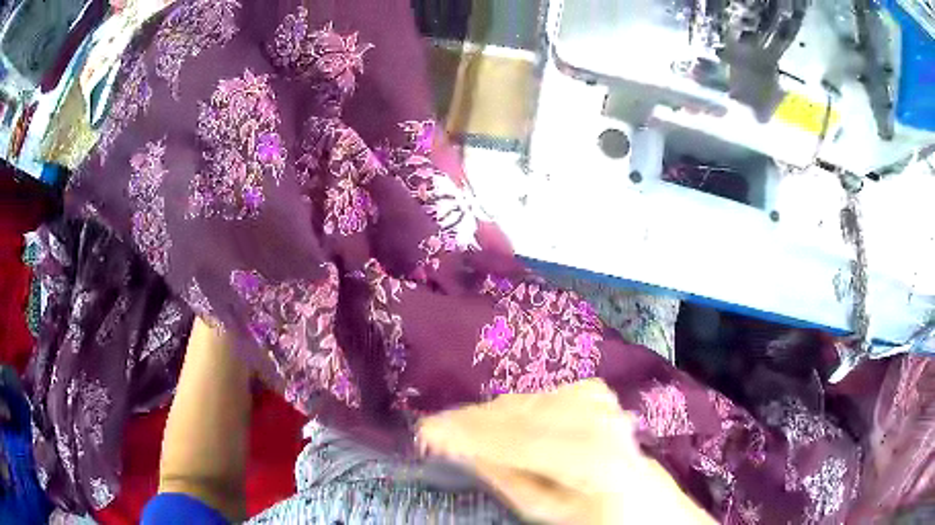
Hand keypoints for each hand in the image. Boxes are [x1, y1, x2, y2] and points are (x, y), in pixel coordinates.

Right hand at [418, 379, 714, 524]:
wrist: (638, 492)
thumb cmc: (591, 513)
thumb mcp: (546, 511)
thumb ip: (508, 480)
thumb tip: (468, 449)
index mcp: (599, 464)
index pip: (529, 444)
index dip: (476, 437)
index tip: (432, 432)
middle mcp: (604, 424)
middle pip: (529, 415)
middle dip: (476, 420)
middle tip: (434, 428)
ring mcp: (602, 403)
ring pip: (533, 399)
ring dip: (491, 412)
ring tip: (462, 426)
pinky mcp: (595, 392)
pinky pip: (542, 392)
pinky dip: (516, 404)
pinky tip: (502, 418)